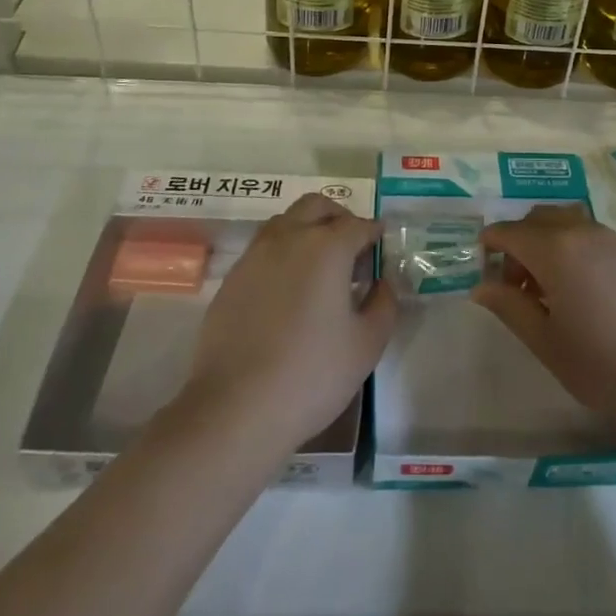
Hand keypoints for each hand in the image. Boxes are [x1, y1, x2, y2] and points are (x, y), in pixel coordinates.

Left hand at [183, 194, 395, 449]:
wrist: (235, 409)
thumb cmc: (312, 374)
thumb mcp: (367, 344)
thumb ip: (384, 303)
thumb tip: (382, 282)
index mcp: (327, 247)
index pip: (359, 225)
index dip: (375, 235)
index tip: (382, 253)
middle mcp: (289, 238)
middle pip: (317, 207)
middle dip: (340, 219)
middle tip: (353, 250)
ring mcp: (254, 256)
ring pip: (286, 222)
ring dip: (308, 230)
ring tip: (320, 269)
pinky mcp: (232, 279)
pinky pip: (263, 249)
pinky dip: (283, 254)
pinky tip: (289, 292)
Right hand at [473, 206, 615, 442]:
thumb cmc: (602, 366)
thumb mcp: (546, 341)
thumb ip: (510, 307)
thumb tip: (481, 286)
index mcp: (556, 250)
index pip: (510, 232)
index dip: (490, 244)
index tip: (481, 265)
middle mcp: (583, 232)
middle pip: (538, 218)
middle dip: (518, 241)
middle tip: (514, 282)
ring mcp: (612, 239)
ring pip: (566, 222)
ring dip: (546, 240)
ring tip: (547, 285)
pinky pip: (590, 233)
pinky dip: (572, 245)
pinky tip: (579, 286)